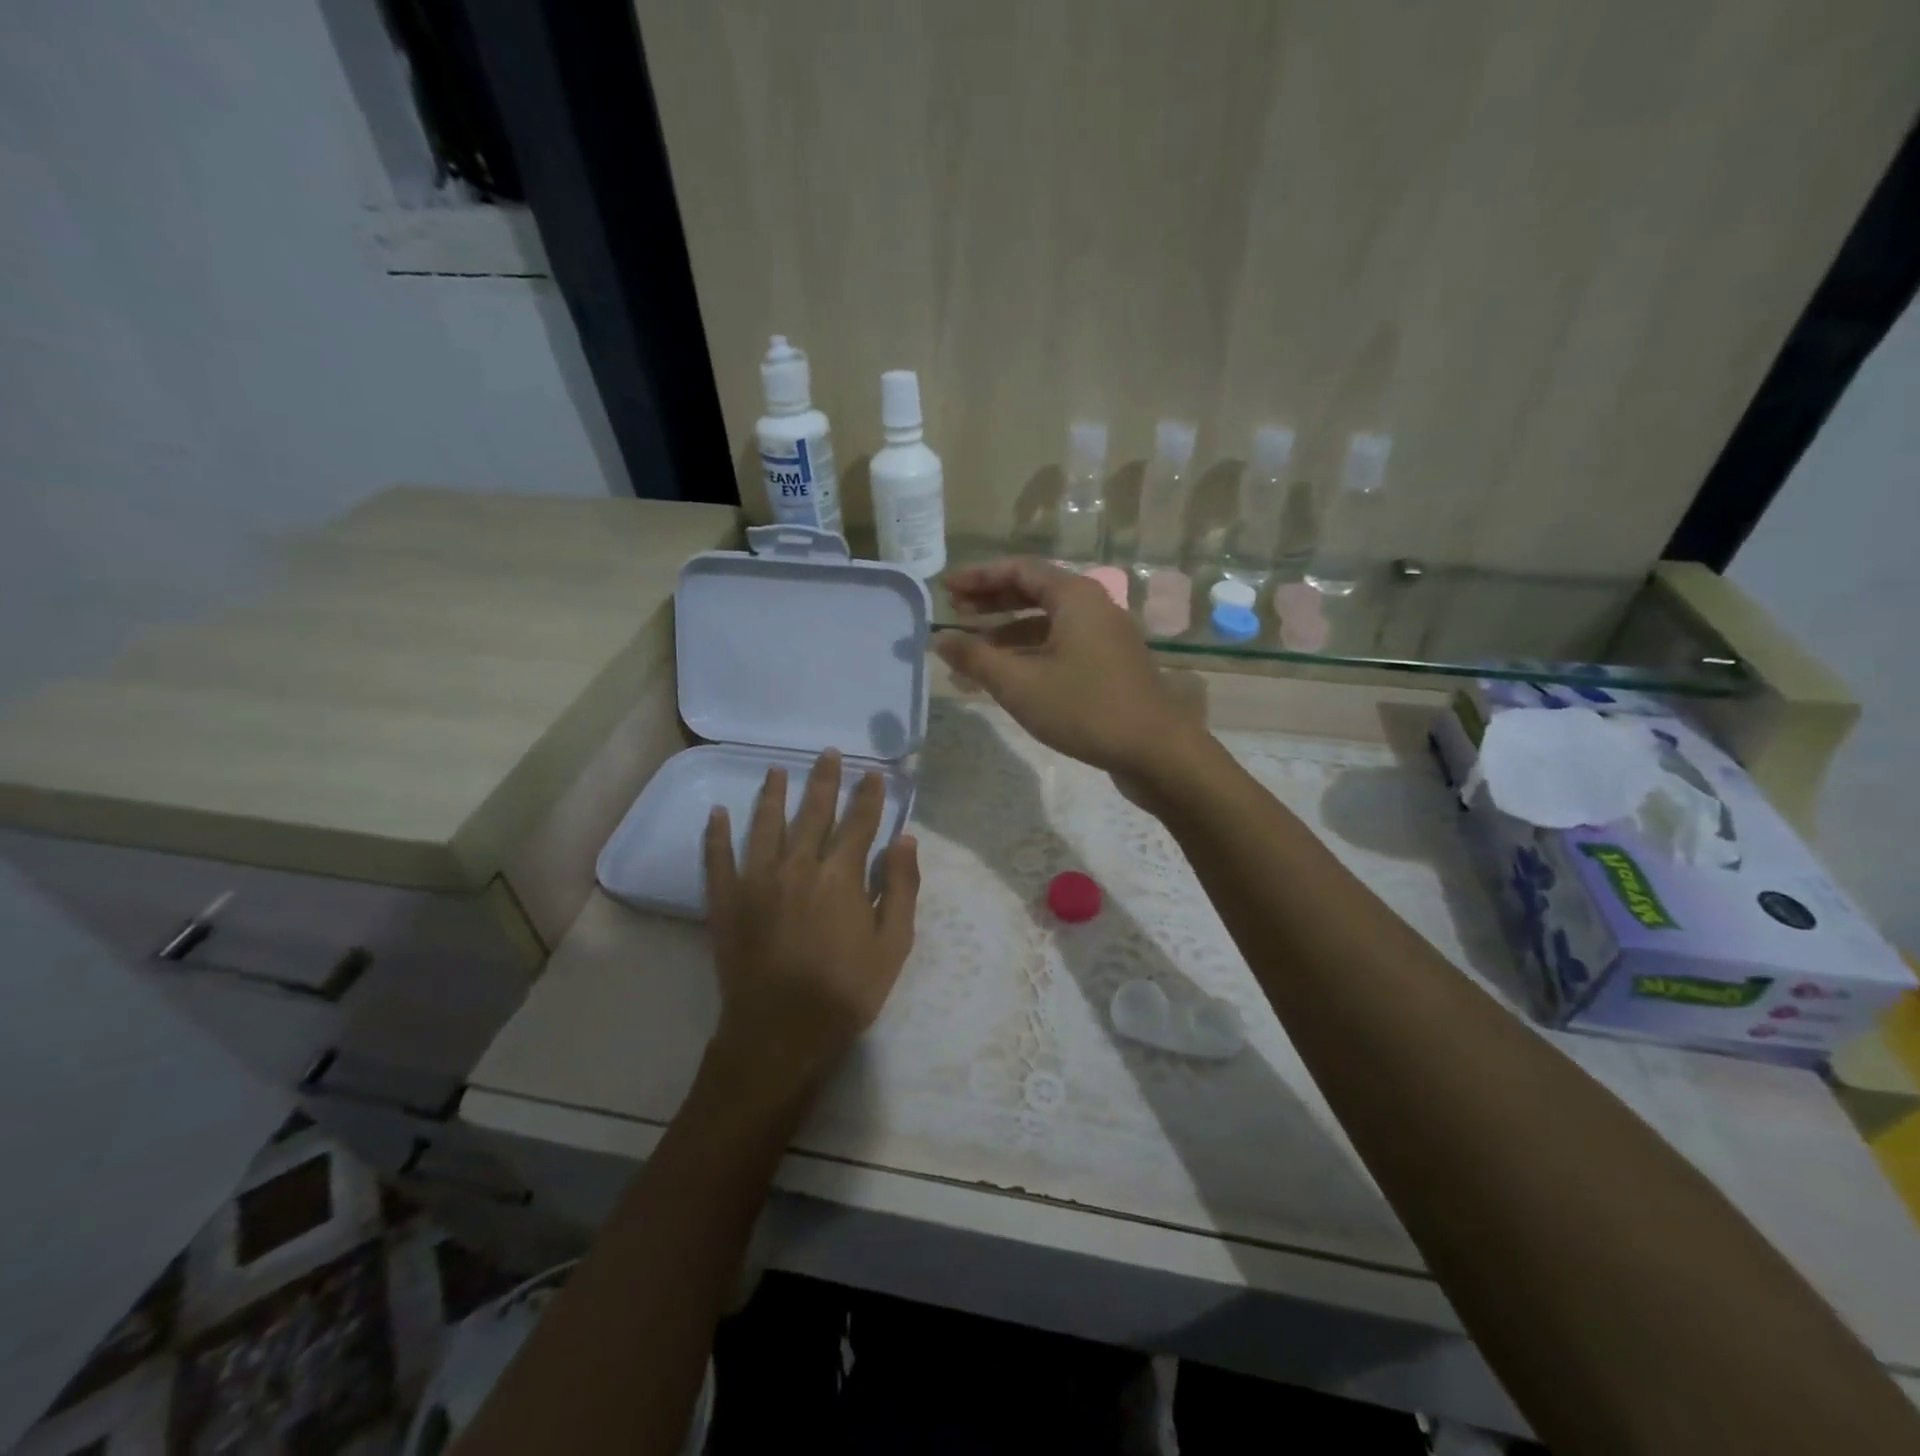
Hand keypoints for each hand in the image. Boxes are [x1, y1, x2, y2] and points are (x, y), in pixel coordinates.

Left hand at [702, 750, 920, 1106]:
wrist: (780, 1033)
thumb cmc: (845, 992)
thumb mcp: (892, 945)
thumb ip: (901, 888)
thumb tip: (905, 839)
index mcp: (840, 876)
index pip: (858, 823)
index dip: (868, 796)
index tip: (872, 773)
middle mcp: (797, 866)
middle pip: (813, 813)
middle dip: (824, 781)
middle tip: (828, 753)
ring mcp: (756, 880)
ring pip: (765, 825)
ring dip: (773, 794)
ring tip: (776, 769)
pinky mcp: (725, 901)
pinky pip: (717, 858)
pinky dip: (716, 834)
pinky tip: (716, 812)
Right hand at [936, 558, 1208, 780]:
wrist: (1156, 750)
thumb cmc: (1085, 709)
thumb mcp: (1020, 684)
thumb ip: (976, 658)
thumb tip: (939, 638)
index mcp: (1075, 596)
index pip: (1019, 569)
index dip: (979, 576)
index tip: (946, 588)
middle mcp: (1094, 606)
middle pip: (1035, 591)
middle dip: (992, 600)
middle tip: (956, 611)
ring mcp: (1107, 636)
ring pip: (1049, 621)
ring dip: (1010, 630)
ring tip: (974, 647)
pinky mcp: (1112, 664)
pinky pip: (1063, 644)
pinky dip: (1032, 651)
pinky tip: (1011, 674)